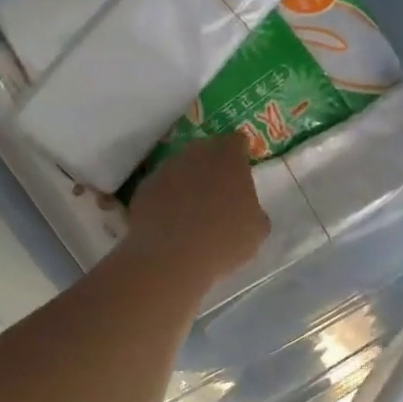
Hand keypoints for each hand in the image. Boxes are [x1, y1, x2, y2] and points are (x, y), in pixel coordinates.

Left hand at [124, 135, 269, 288]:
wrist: (170, 259)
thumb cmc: (224, 241)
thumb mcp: (257, 229)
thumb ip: (254, 207)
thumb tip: (245, 207)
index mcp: (228, 157)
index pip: (237, 142)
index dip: (240, 156)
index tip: (242, 174)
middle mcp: (195, 153)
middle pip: (207, 150)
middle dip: (213, 166)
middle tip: (220, 193)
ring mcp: (166, 169)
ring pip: (182, 168)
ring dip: (189, 182)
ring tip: (193, 212)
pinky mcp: (144, 188)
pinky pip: (162, 188)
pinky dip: (167, 199)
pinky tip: (172, 223)